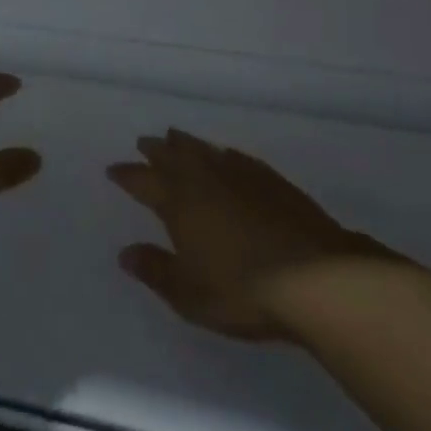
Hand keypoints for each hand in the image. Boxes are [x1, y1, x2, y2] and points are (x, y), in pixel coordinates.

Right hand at [109, 130, 390, 340]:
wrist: (316, 278)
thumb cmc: (243, 290)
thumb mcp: (189, 293)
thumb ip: (156, 271)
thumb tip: (125, 253)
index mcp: (180, 203)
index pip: (145, 182)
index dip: (128, 175)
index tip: (114, 169)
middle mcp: (206, 180)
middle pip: (174, 157)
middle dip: (156, 149)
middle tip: (144, 141)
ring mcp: (241, 176)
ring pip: (204, 150)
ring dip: (186, 143)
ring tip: (175, 136)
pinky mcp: (272, 181)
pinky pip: (237, 157)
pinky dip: (222, 153)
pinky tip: (225, 154)